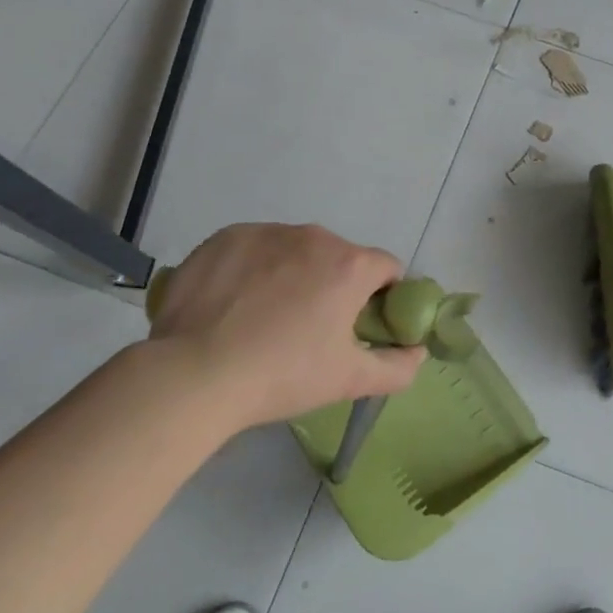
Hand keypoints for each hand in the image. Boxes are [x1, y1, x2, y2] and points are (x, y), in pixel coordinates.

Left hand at [147, 223, 425, 429]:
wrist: (194, 374)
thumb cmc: (282, 375)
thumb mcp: (348, 380)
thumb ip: (397, 367)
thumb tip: (418, 352)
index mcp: (350, 265)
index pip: (387, 268)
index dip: (381, 296)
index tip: (360, 324)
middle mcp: (315, 236)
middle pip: (339, 257)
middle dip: (333, 285)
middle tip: (308, 329)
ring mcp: (267, 232)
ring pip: (295, 250)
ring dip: (292, 274)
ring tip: (264, 318)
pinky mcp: (226, 237)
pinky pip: (254, 247)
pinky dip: (253, 269)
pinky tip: (233, 304)